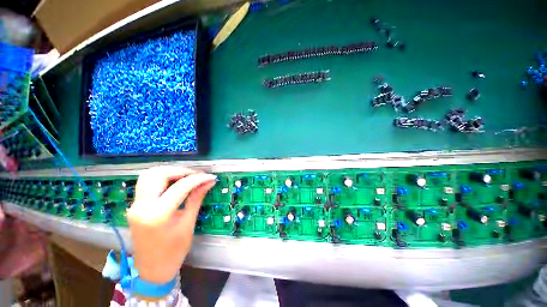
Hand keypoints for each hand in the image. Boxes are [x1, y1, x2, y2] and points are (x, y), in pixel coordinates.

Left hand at [127, 166, 215, 283]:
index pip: (180, 187)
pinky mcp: (134, 206)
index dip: (198, 179)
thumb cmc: (174, 251)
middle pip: (158, 174)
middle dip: (181, 171)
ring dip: (169, 172)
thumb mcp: (188, 224)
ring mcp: (135, 205)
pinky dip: (161, 179)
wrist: (152, 270)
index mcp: (157, 215)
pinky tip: (174, 184)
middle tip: (196, 175)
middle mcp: (142, 206)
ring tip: (186, 177)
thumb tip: (208, 182)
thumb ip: (196, 199)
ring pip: (149, 176)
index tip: (210, 177)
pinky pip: (146, 184)